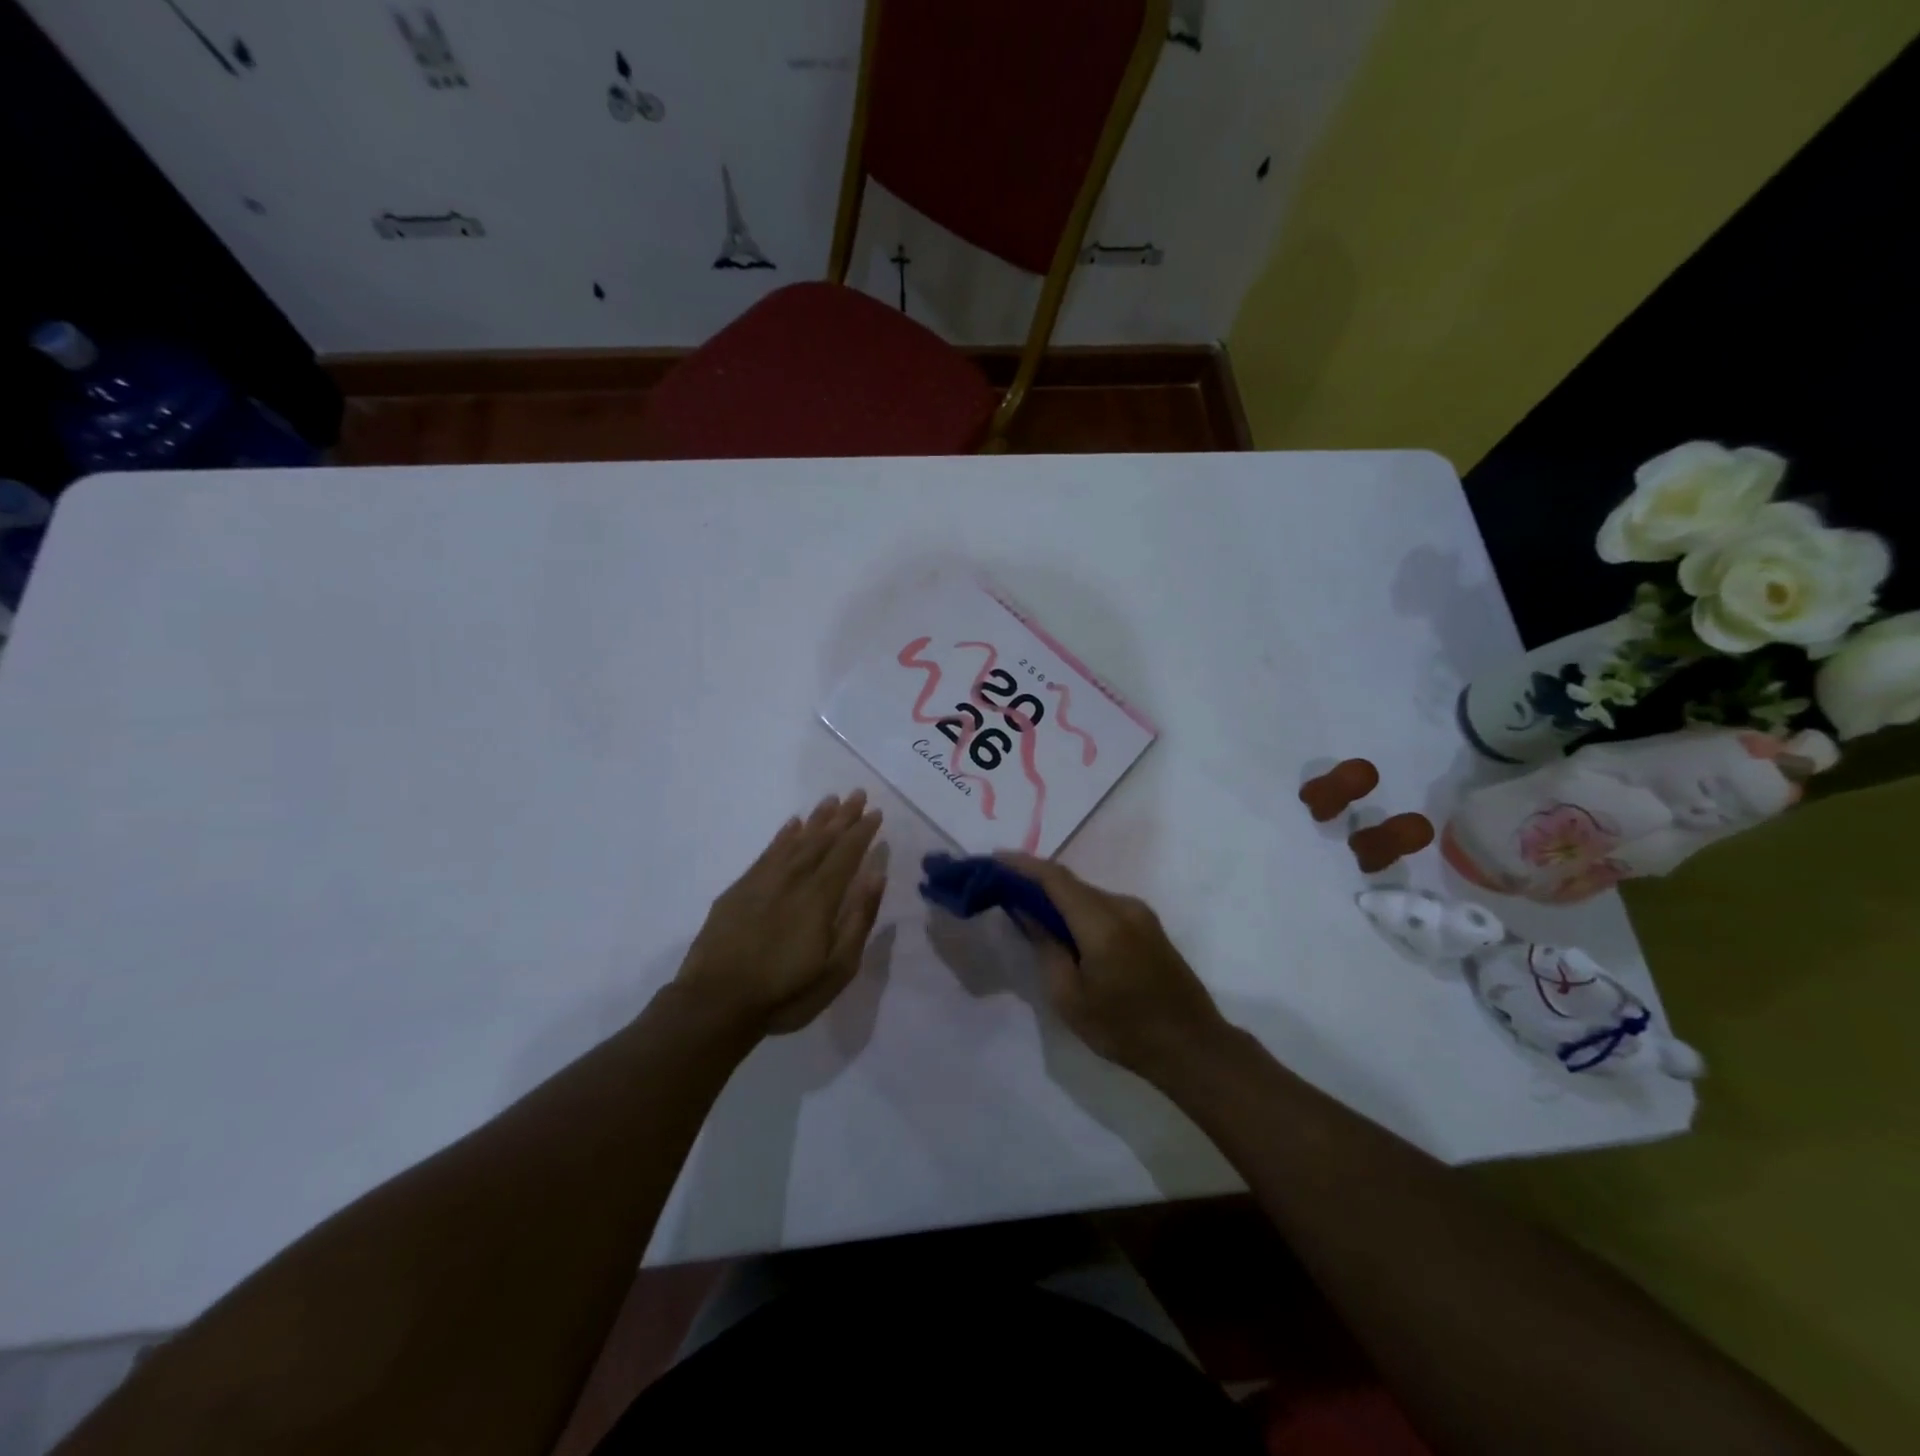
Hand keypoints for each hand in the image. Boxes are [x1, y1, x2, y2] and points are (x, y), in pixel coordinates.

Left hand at [676, 791, 885, 1036]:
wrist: (715, 1004)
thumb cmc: (786, 993)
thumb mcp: (837, 968)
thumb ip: (858, 918)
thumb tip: (876, 874)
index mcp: (820, 897)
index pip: (846, 854)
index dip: (862, 832)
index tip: (876, 812)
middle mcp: (793, 879)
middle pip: (822, 840)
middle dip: (842, 817)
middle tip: (857, 793)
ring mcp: (762, 882)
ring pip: (794, 841)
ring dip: (815, 820)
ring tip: (830, 800)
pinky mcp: (739, 891)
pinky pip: (767, 853)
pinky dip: (782, 836)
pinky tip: (791, 825)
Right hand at [995, 852, 1229, 1079]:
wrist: (1193, 1047)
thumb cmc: (1124, 1030)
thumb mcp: (1070, 998)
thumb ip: (1046, 947)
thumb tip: (1025, 910)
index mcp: (1102, 922)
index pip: (1055, 878)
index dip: (1022, 865)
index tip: (993, 859)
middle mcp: (1123, 906)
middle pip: (1071, 883)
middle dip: (1035, 881)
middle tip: (1002, 888)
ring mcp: (1140, 914)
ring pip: (1088, 894)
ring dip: (1057, 897)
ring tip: (1026, 909)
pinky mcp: (1148, 926)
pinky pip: (1103, 906)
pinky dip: (1077, 909)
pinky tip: (1062, 928)